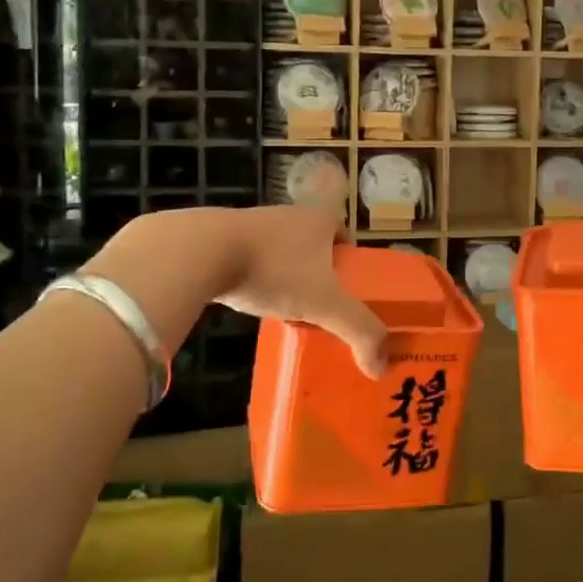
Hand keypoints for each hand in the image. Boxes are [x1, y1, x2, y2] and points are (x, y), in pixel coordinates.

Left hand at [211, 206, 387, 376]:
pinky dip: (257, 277)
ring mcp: (254, 223)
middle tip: (323, 304)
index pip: (345, 232)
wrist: (201, 252)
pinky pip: (251, 258)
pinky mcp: (223, 237)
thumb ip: (357, 331)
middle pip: (314, 243)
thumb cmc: (273, 269)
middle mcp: (290, 214)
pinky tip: (255, 300)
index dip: (350, 258)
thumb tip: (381, 367)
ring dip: (287, 274)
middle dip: (319, 271)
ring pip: (282, 251)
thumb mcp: (324, 303)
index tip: (350, 286)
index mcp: (319, 219)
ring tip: (290, 307)